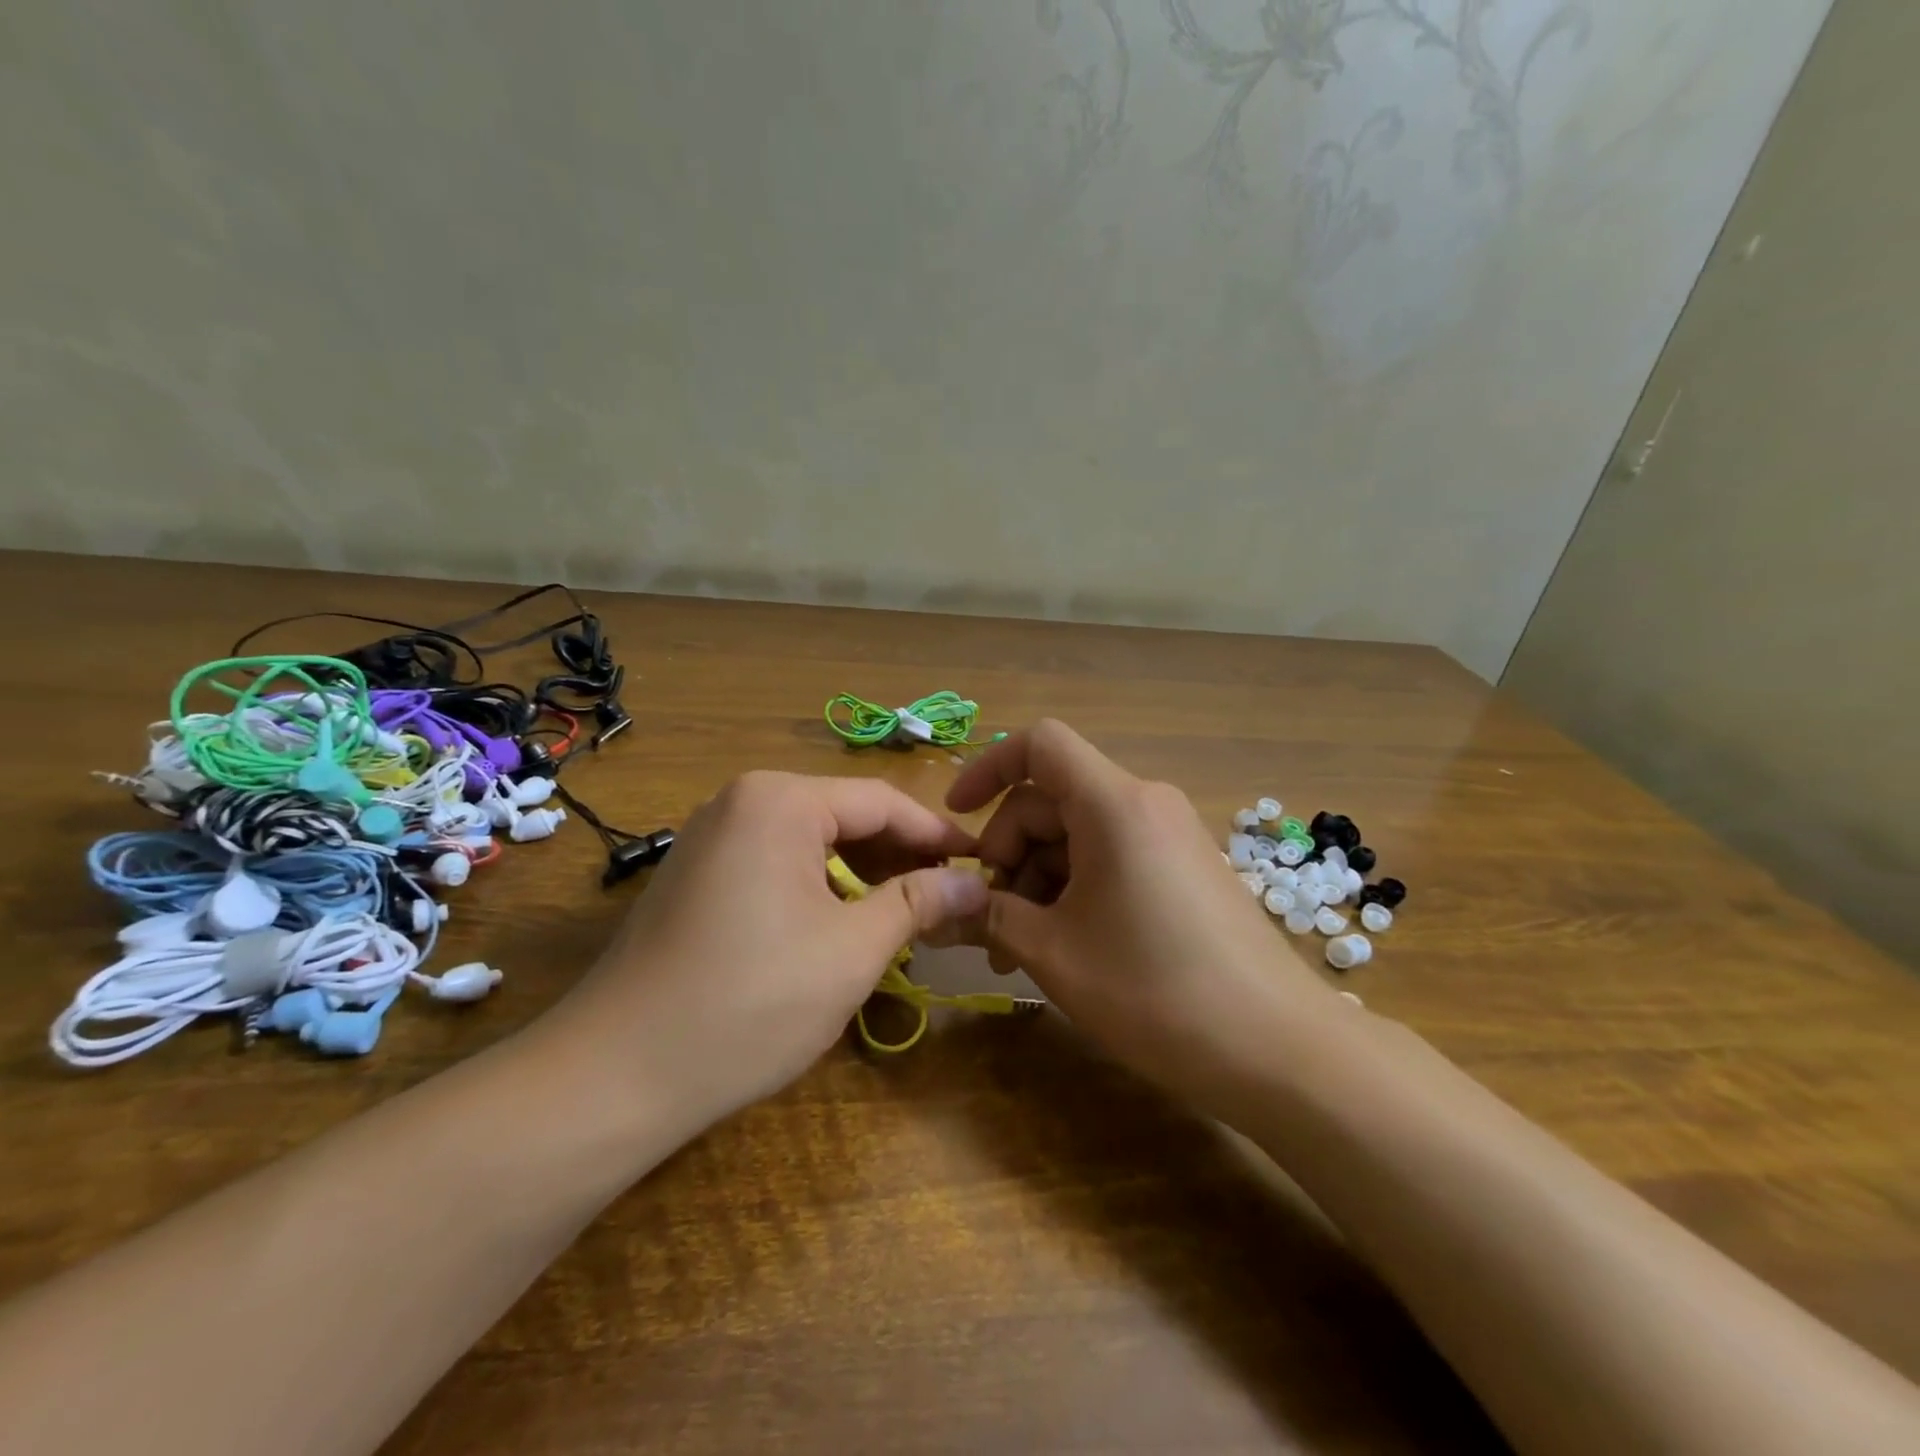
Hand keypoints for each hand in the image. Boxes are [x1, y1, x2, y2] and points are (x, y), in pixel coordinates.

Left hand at [540, 771, 988, 1128]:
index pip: (882, 801)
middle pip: (846, 817)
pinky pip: (777, 864)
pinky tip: (846, 924)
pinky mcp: (697, 875)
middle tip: (950, 899)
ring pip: (812, 842)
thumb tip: (974, 883)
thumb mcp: (852, 950)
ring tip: (907, 916)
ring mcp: (712, 837)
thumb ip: (919, 903)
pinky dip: (821, 887)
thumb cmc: (750, 1002)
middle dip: (901, 857)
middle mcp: (742, 801)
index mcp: (780, 800)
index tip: (982, 864)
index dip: (937, 836)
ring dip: (863, 875)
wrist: (616, 1074)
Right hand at [946, 720, 1339, 1117]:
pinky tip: (1065, 946)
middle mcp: (1145, 804)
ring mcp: (1171, 836)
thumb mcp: (1054, 953)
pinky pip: (1113, 857)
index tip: (957, 819)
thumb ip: (990, 916)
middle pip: (1052, 800)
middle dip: (1009, 853)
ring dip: (1039, 880)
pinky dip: (1076, 889)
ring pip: (1080, 834)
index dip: (988, 769)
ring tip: (1019, 951)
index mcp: (1114, 804)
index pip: (1039, 744)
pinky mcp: (1185, 869)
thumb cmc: (1154, 991)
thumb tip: (945, 905)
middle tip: (989, 924)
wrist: (1279, 1050)